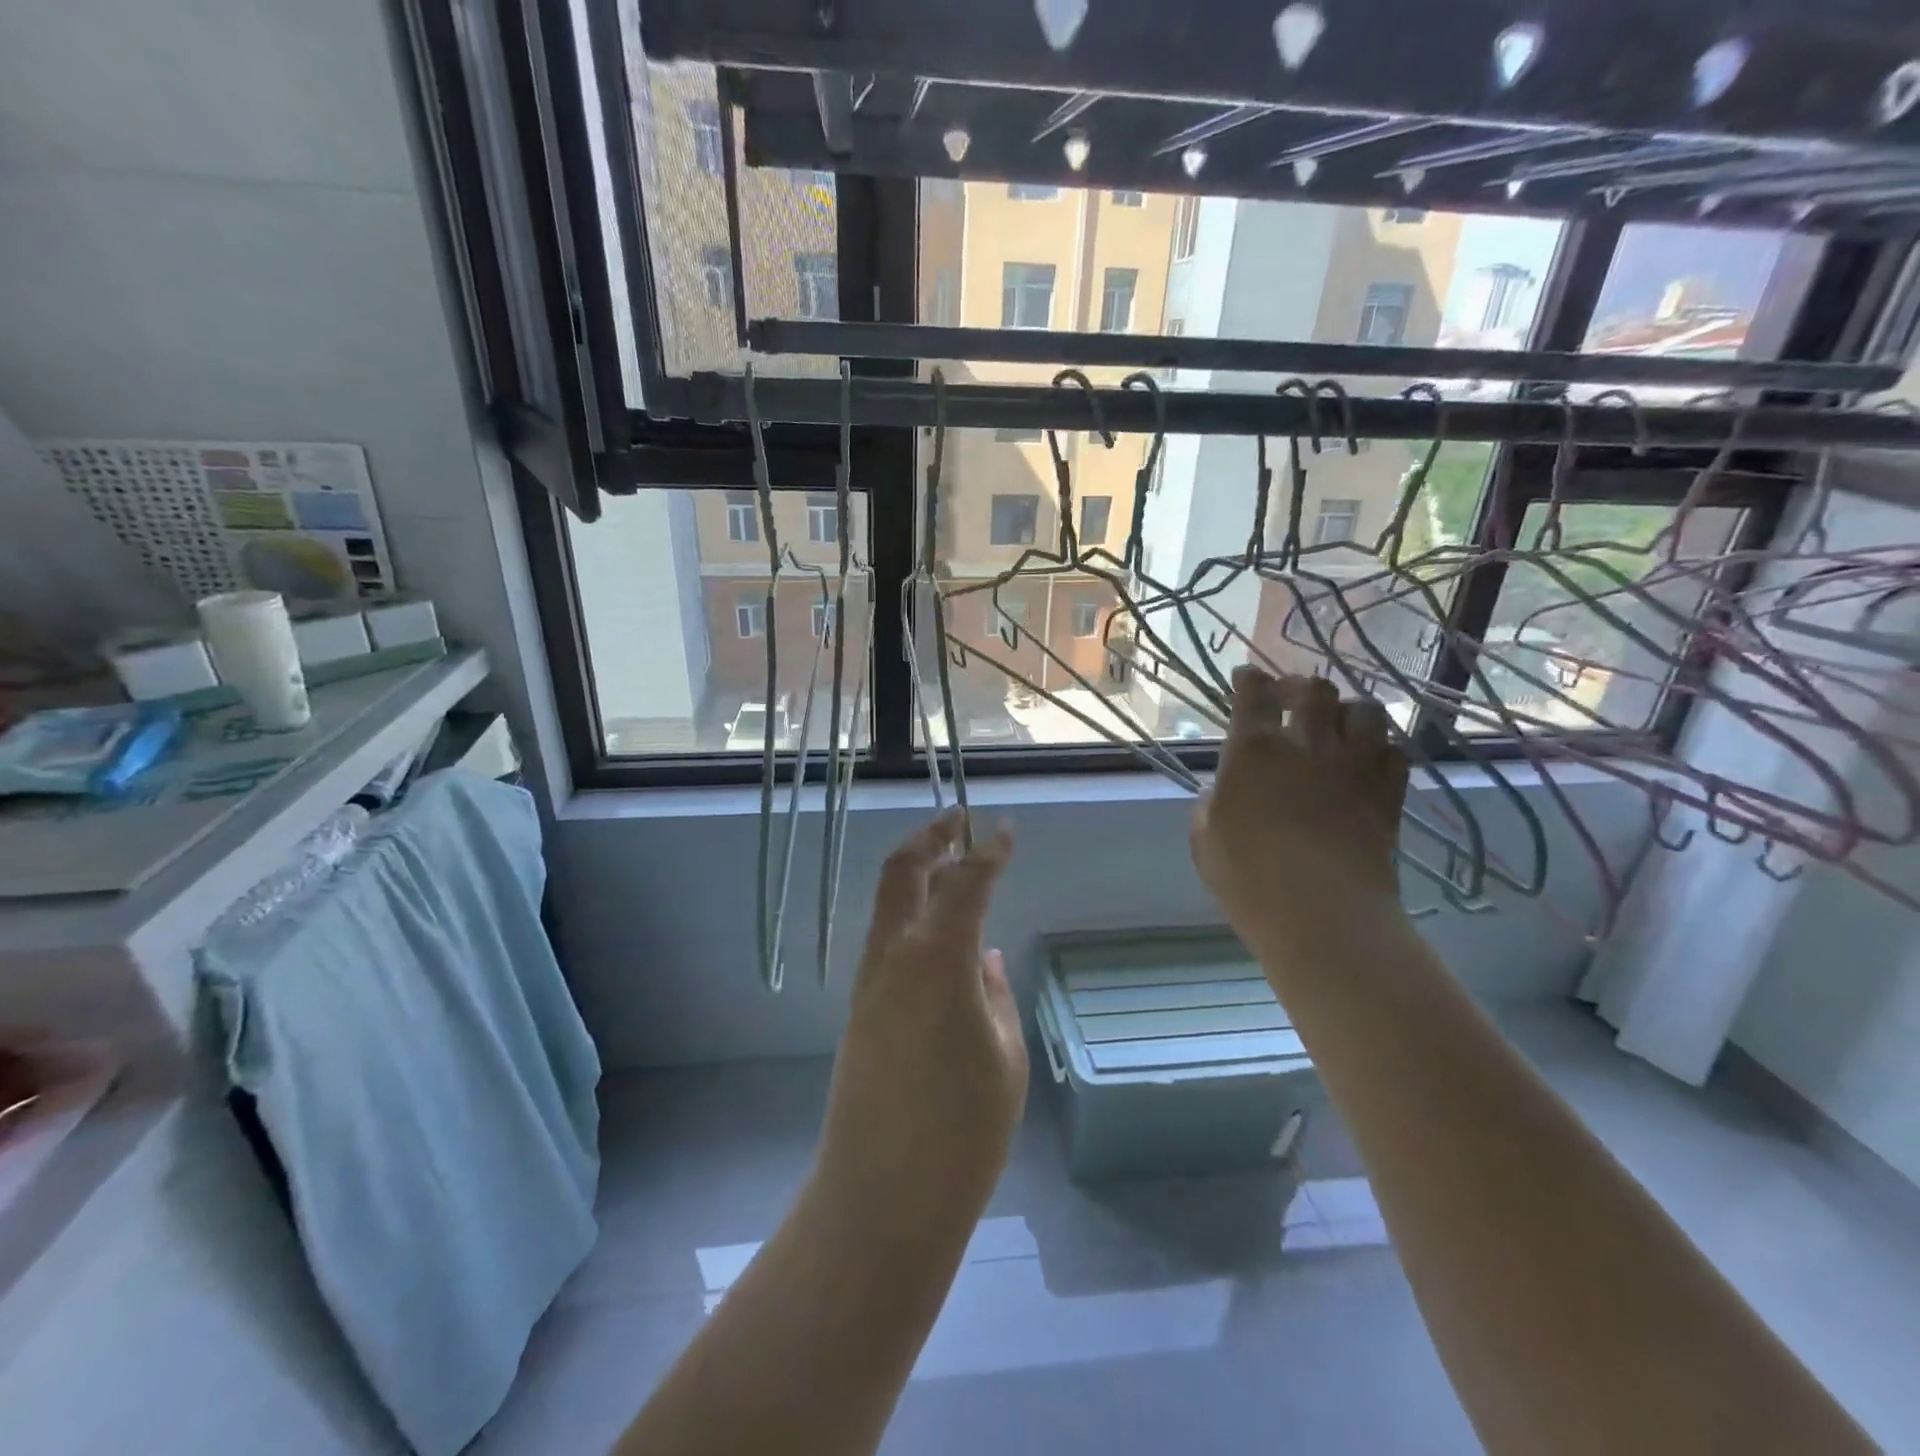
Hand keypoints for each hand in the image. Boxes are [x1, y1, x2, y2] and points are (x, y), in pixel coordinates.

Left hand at [815, 810, 1025, 1234]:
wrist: (881, 1198)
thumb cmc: (961, 1131)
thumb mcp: (1003, 1056)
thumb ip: (993, 995)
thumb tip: (982, 957)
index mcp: (936, 960)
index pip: (965, 883)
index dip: (989, 853)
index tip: (1006, 831)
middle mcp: (893, 957)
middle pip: (901, 872)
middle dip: (930, 838)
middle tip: (958, 819)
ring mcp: (868, 982)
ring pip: (887, 902)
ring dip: (916, 872)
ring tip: (950, 863)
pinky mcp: (859, 1008)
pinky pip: (886, 938)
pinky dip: (910, 913)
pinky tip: (938, 930)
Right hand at [1191, 667, 1409, 957]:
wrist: (1322, 913)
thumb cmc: (1247, 877)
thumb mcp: (1204, 839)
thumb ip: (1210, 805)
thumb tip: (1223, 792)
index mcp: (1254, 751)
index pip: (1253, 696)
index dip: (1250, 680)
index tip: (1247, 676)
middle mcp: (1307, 746)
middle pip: (1315, 691)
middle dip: (1300, 687)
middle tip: (1292, 697)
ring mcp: (1354, 767)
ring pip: (1365, 711)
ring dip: (1347, 711)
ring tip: (1338, 725)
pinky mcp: (1388, 794)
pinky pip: (1396, 752)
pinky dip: (1381, 748)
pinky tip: (1369, 760)